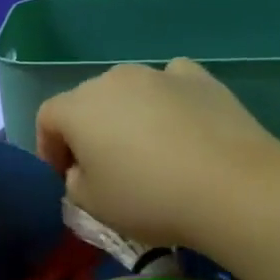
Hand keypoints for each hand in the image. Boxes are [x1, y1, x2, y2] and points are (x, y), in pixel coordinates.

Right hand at [35, 59, 279, 250]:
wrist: (232, 187)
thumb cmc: (150, 198)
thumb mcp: (93, 205)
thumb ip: (74, 182)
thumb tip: (84, 169)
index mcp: (78, 107)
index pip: (47, 119)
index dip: (49, 148)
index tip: (64, 178)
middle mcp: (112, 79)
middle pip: (87, 101)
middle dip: (88, 130)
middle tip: (104, 167)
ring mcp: (158, 73)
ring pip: (129, 91)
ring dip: (128, 115)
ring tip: (148, 149)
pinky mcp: (199, 78)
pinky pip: (170, 84)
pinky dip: (168, 100)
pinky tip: (181, 124)